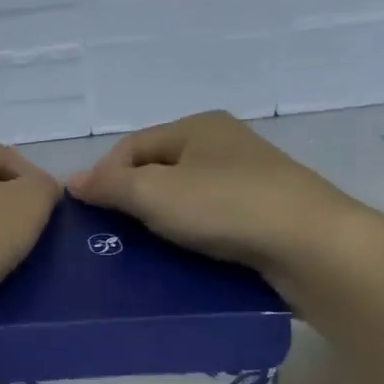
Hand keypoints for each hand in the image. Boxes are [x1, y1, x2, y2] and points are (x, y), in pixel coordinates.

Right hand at [68, 112, 372, 292]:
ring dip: (161, 220)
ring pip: (186, 196)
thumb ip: (111, 186)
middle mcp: (223, 144)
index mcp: (197, 127)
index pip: (132, 145)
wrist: (311, 245)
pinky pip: (212, 218)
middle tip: (112, 234)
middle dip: (131, 198)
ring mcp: (249, 178)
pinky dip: (191, 234)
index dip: (103, 175)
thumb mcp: (155, 193)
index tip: (87, 213)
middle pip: (159, 169)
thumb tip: (71, 181)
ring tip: (142, 250)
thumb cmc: (225, 207)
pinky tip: (183, 256)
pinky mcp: (264, 212)